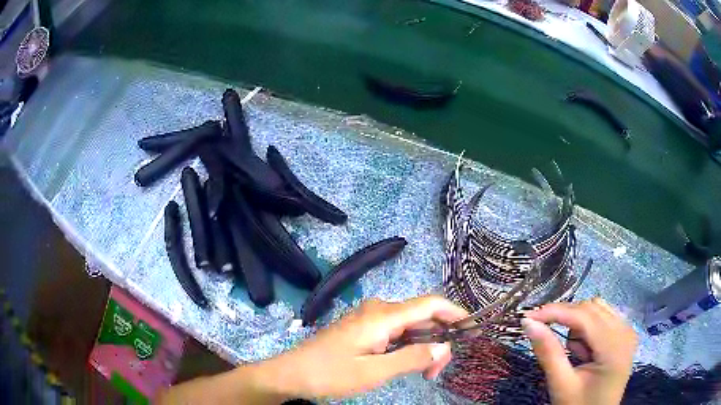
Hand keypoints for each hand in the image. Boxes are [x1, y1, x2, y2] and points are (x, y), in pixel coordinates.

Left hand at [260, 295, 467, 399]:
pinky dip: (407, 346)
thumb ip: (412, 358)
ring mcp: (369, 318)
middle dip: (438, 340)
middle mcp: (378, 310)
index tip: (474, 329)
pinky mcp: (363, 328)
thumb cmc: (330, 374)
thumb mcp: (374, 372)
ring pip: (409, 326)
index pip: (430, 304)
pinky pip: (395, 332)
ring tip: (425, 373)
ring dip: (423, 346)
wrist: (292, 373)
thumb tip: (445, 346)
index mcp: (382, 316)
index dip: (456, 313)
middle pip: (422, 317)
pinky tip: (407, 363)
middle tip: (436, 372)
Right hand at [522, 298, 637, 404]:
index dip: (555, 312)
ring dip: (578, 324)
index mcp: (614, 348)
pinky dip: (588, 327)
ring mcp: (628, 331)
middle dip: (566, 319)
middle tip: (545, 335)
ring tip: (573, 352)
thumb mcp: (561, 385)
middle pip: (591, 308)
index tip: (528, 317)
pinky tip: (584, 348)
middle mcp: (626, 332)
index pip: (584, 316)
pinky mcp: (625, 334)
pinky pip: (603, 316)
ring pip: (597, 309)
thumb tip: (528, 323)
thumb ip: (548, 352)